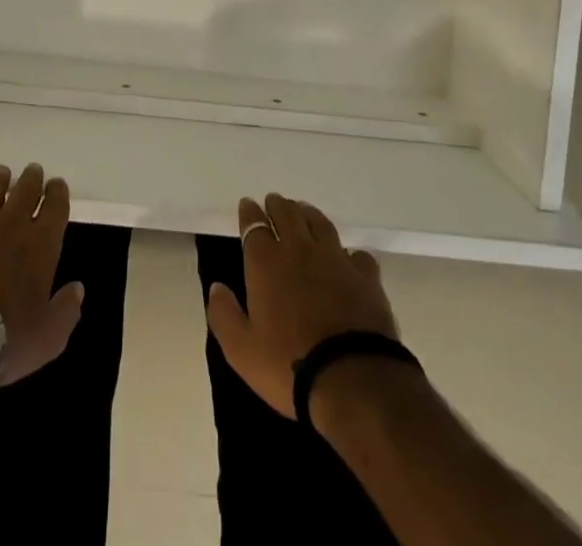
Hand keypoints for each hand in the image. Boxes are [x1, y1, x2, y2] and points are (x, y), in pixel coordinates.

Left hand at [0, 163, 82, 386]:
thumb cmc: (4, 339)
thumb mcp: (47, 337)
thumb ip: (65, 311)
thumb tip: (78, 288)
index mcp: (40, 245)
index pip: (55, 208)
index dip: (58, 194)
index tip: (57, 184)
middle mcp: (11, 225)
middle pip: (25, 192)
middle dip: (32, 179)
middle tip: (33, 170)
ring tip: (2, 172)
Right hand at [205, 193, 399, 417]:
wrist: (352, 380)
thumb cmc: (289, 366)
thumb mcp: (241, 350)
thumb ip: (224, 315)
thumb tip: (216, 287)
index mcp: (266, 263)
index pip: (254, 226)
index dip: (249, 213)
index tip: (247, 205)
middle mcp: (299, 250)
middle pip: (287, 214)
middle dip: (277, 205)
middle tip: (274, 202)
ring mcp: (335, 259)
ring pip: (320, 223)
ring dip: (308, 214)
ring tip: (304, 212)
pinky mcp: (365, 276)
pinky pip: (356, 253)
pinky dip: (348, 251)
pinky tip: (347, 257)